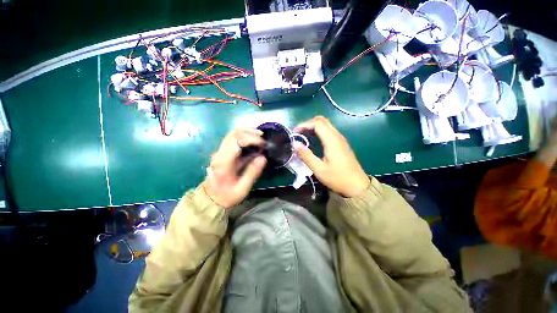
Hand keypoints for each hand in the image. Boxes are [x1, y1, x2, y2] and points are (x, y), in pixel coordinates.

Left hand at [202, 128, 266, 207]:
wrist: (211, 198)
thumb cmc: (226, 195)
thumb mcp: (242, 188)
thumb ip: (252, 172)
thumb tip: (263, 157)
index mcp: (224, 161)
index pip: (236, 140)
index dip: (251, 139)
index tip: (263, 144)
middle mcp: (220, 153)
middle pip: (233, 133)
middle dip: (250, 132)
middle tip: (263, 136)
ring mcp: (220, 151)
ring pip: (232, 133)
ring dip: (247, 131)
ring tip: (259, 135)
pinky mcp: (223, 152)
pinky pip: (233, 138)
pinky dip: (244, 135)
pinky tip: (252, 139)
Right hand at [293, 116, 369, 197]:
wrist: (357, 186)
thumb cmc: (337, 178)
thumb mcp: (319, 169)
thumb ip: (306, 155)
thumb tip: (294, 143)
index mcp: (332, 141)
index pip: (317, 123)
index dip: (304, 124)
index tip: (295, 132)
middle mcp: (337, 136)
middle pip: (322, 120)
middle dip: (308, 123)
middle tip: (298, 133)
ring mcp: (341, 139)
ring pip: (326, 125)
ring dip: (313, 126)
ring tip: (303, 135)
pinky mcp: (341, 143)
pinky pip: (329, 131)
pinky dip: (319, 131)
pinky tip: (313, 140)